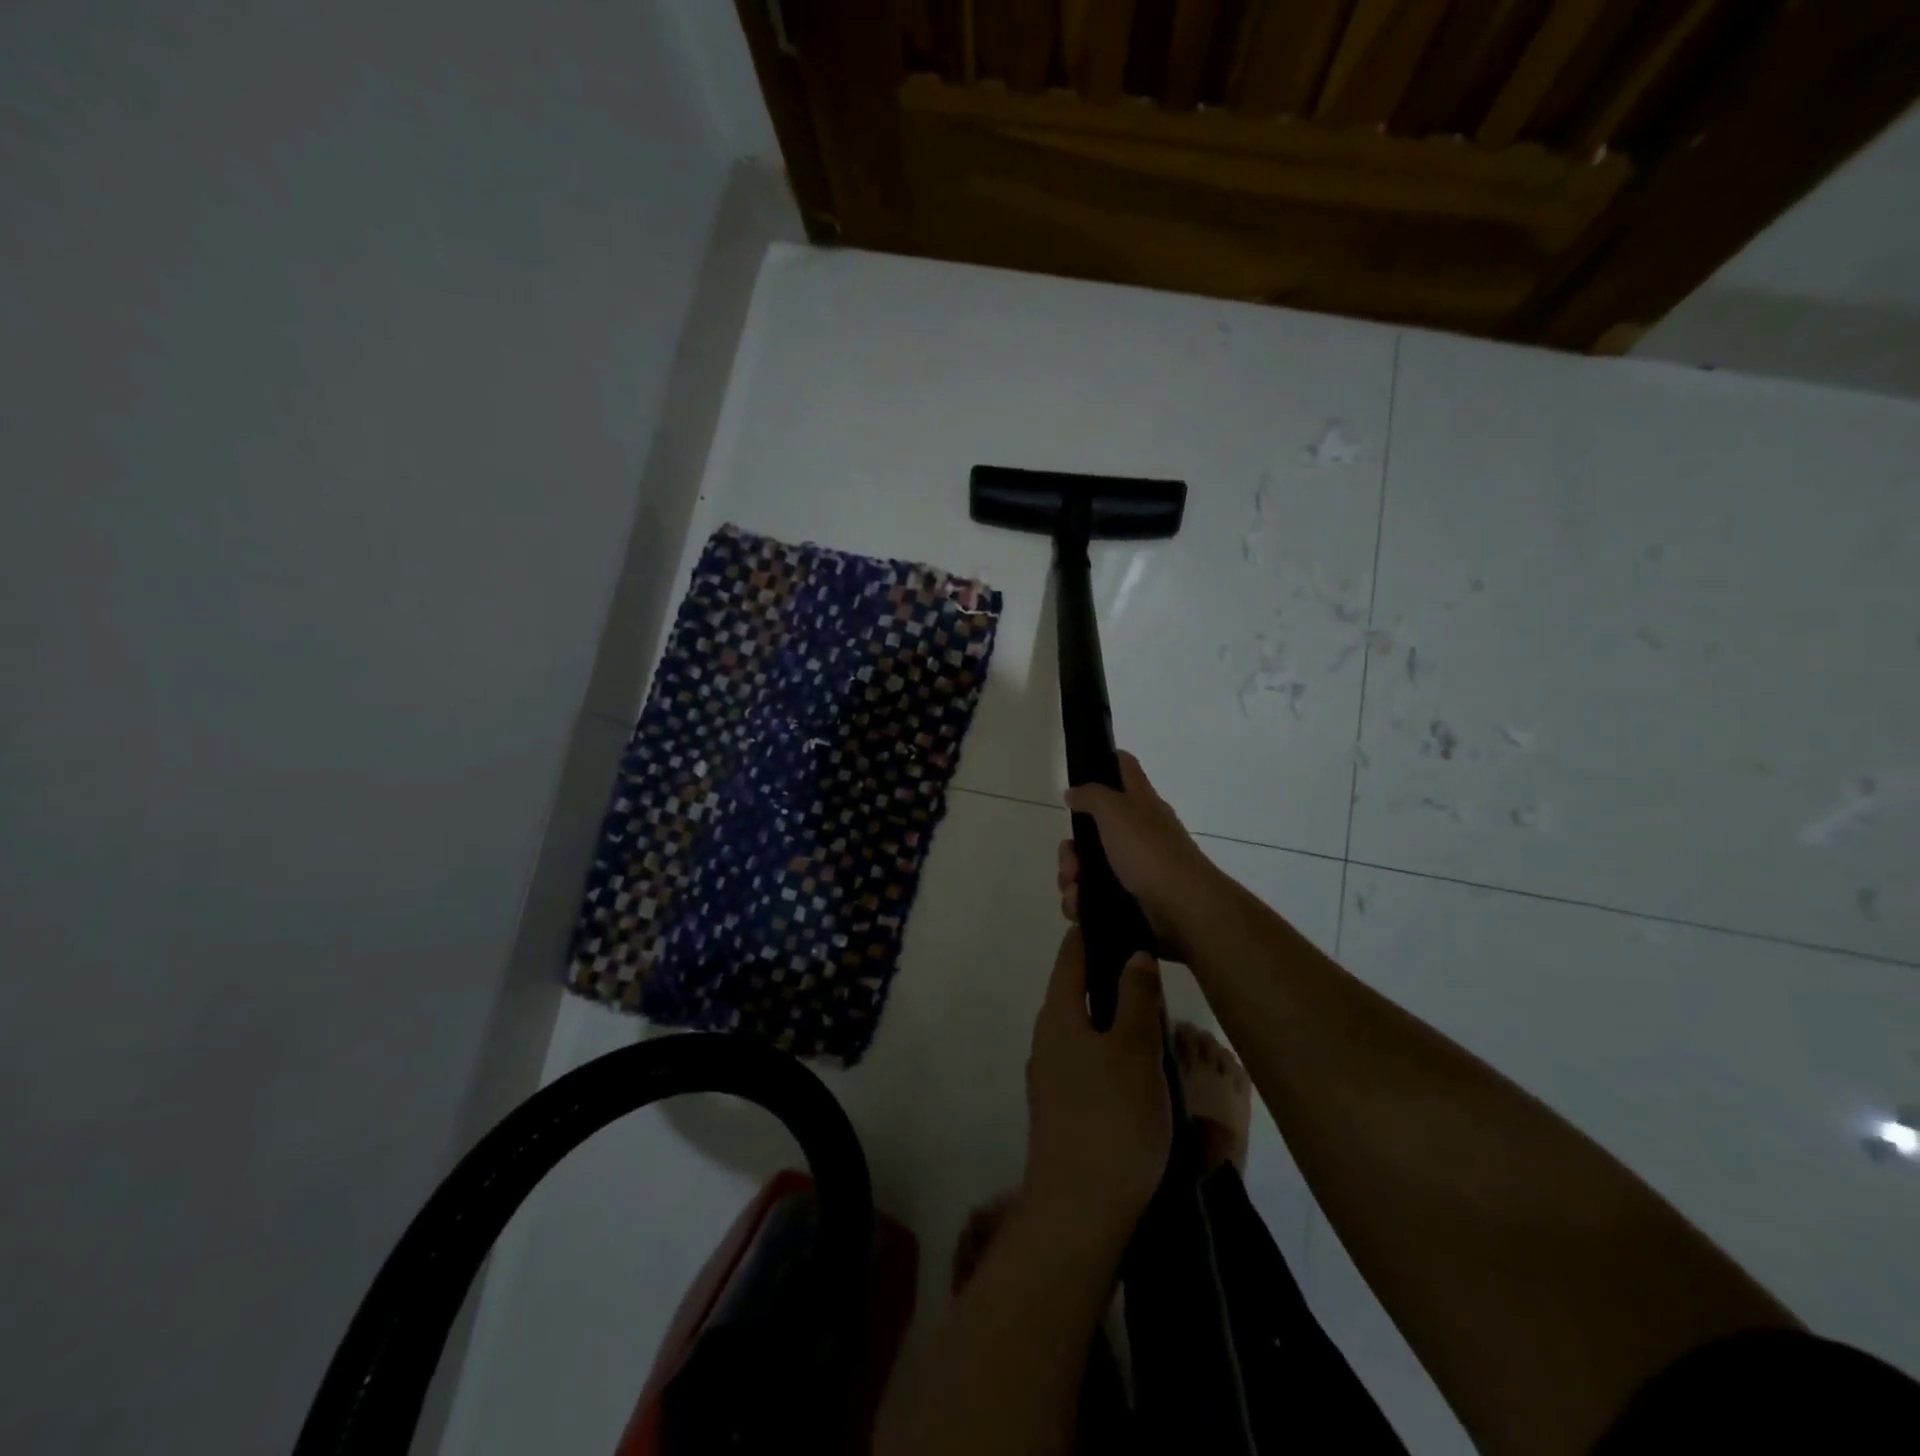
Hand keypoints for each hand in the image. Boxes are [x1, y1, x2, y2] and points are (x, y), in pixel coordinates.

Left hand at [1022, 928, 1172, 1245]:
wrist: (1079, 1215)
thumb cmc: (1112, 1120)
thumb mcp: (1134, 1051)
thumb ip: (1136, 997)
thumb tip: (1134, 954)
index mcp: (1058, 1015)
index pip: (1072, 955)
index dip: (1094, 932)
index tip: (1121, 916)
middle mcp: (1048, 1039)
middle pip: (1081, 994)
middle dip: (1116, 982)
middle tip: (1156, 976)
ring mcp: (1053, 1078)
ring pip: (1092, 1036)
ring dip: (1124, 1029)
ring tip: (1164, 1029)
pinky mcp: (1065, 1112)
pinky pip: (1097, 1072)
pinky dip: (1123, 1066)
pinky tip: (1154, 1082)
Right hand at [1059, 751, 1218, 963]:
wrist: (1182, 909)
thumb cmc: (1149, 852)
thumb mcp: (1116, 812)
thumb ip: (1092, 796)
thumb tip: (1073, 792)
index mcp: (1140, 803)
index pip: (1124, 767)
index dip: (1103, 762)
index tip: (1078, 773)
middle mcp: (1138, 832)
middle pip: (1093, 829)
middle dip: (1072, 849)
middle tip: (1071, 862)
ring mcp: (1136, 868)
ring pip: (1089, 867)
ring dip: (1073, 879)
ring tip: (1074, 891)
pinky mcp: (1131, 899)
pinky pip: (1096, 897)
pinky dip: (1083, 902)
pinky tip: (1080, 908)